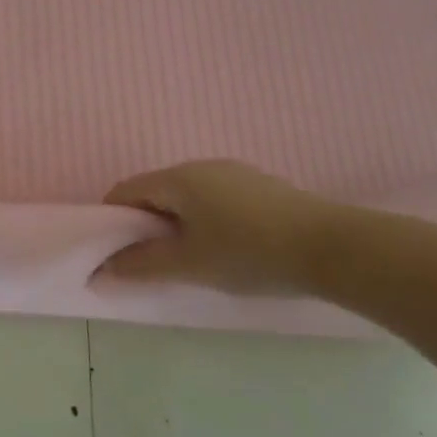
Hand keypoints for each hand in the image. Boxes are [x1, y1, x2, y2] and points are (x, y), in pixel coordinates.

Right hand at [97, 159, 343, 294]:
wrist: (335, 248)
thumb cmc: (249, 253)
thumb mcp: (189, 265)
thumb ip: (141, 266)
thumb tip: (101, 271)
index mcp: (178, 178)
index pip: (125, 191)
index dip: (112, 220)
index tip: (115, 253)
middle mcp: (202, 166)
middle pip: (156, 191)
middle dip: (144, 224)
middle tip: (151, 261)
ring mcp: (235, 173)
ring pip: (187, 196)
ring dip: (176, 224)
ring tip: (189, 259)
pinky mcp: (261, 187)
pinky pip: (215, 199)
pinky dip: (204, 220)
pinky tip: (225, 249)